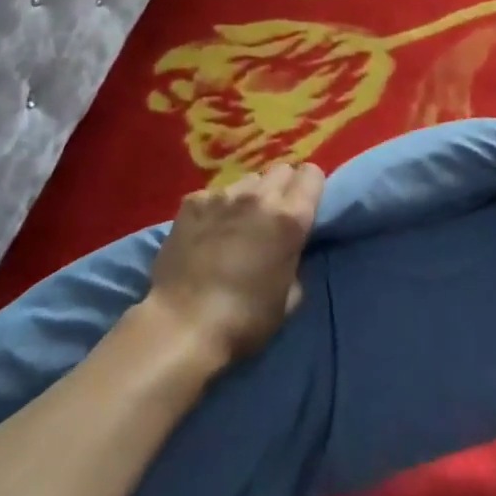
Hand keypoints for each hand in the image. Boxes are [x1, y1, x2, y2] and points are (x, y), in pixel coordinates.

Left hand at [141, 162, 325, 368]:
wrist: (183, 325)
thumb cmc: (244, 320)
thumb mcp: (289, 299)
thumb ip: (296, 262)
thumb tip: (290, 250)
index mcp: (290, 219)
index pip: (312, 174)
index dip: (310, 188)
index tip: (305, 206)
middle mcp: (259, 196)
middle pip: (281, 170)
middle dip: (282, 189)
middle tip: (272, 218)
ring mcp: (223, 194)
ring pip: (248, 180)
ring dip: (250, 197)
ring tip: (237, 224)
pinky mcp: (193, 201)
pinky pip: (214, 193)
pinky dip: (217, 208)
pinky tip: (206, 232)